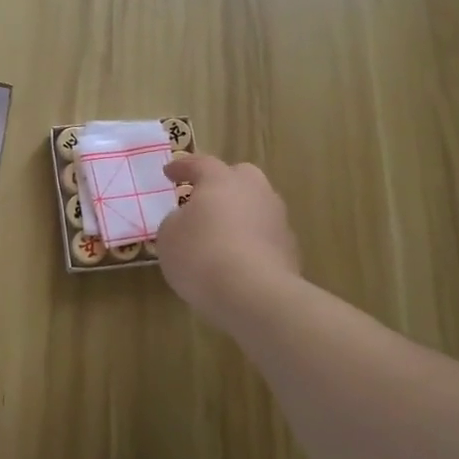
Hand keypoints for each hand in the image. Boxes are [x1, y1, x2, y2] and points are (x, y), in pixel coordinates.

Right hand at [157, 153, 299, 322]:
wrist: (256, 295)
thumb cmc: (202, 256)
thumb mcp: (169, 236)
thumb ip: (176, 220)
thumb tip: (188, 220)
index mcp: (221, 180)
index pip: (200, 163)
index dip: (182, 166)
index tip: (169, 172)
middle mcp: (255, 191)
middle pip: (240, 176)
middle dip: (222, 184)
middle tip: (204, 199)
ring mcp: (277, 220)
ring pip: (256, 206)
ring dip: (239, 214)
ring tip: (219, 235)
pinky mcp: (289, 250)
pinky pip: (264, 236)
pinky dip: (250, 242)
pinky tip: (237, 262)